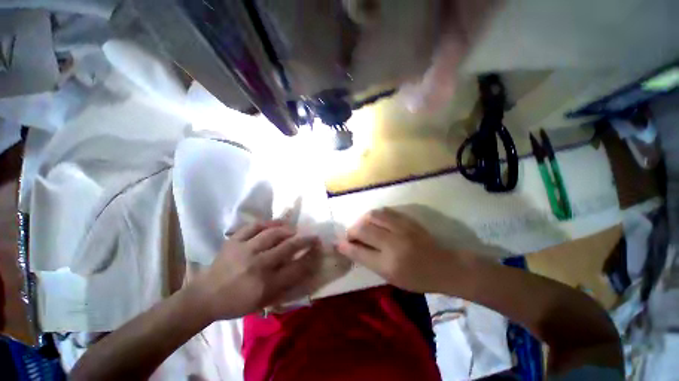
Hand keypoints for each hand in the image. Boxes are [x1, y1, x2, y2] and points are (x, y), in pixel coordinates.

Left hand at [195, 221, 319, 319]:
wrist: (205, 297)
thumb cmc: (237, 303)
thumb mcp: (263, 302)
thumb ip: (285, 285)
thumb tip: (304, 269)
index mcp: (265, 285)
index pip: (296, 268)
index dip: (311, 258)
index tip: (319, 250)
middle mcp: (257, 265)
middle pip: (288, 247)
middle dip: (306, 240)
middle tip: (314, 236)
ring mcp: (244, 250)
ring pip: (273, 233)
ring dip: (289, 230)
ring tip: (295, 230)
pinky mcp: (233, 241)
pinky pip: (254, 226)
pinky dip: (268, 223)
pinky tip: (277, 223)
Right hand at [337, 208, 474, 293]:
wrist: (445, 266)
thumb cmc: (417, 278)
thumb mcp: (391, 277)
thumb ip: (369, 261)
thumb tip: (351, 248)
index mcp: (389, 265)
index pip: (359, 252)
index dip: (345, 246)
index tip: (338, 244)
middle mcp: (393, 244)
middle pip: (362, 229)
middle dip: (351, 231)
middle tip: (351, 236)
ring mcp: (401, 229)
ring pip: (372, 216)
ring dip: (362, 220)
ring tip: (362, 227)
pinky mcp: (407, 220)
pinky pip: (384, 211)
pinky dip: (374, 215)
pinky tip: (374, 220)